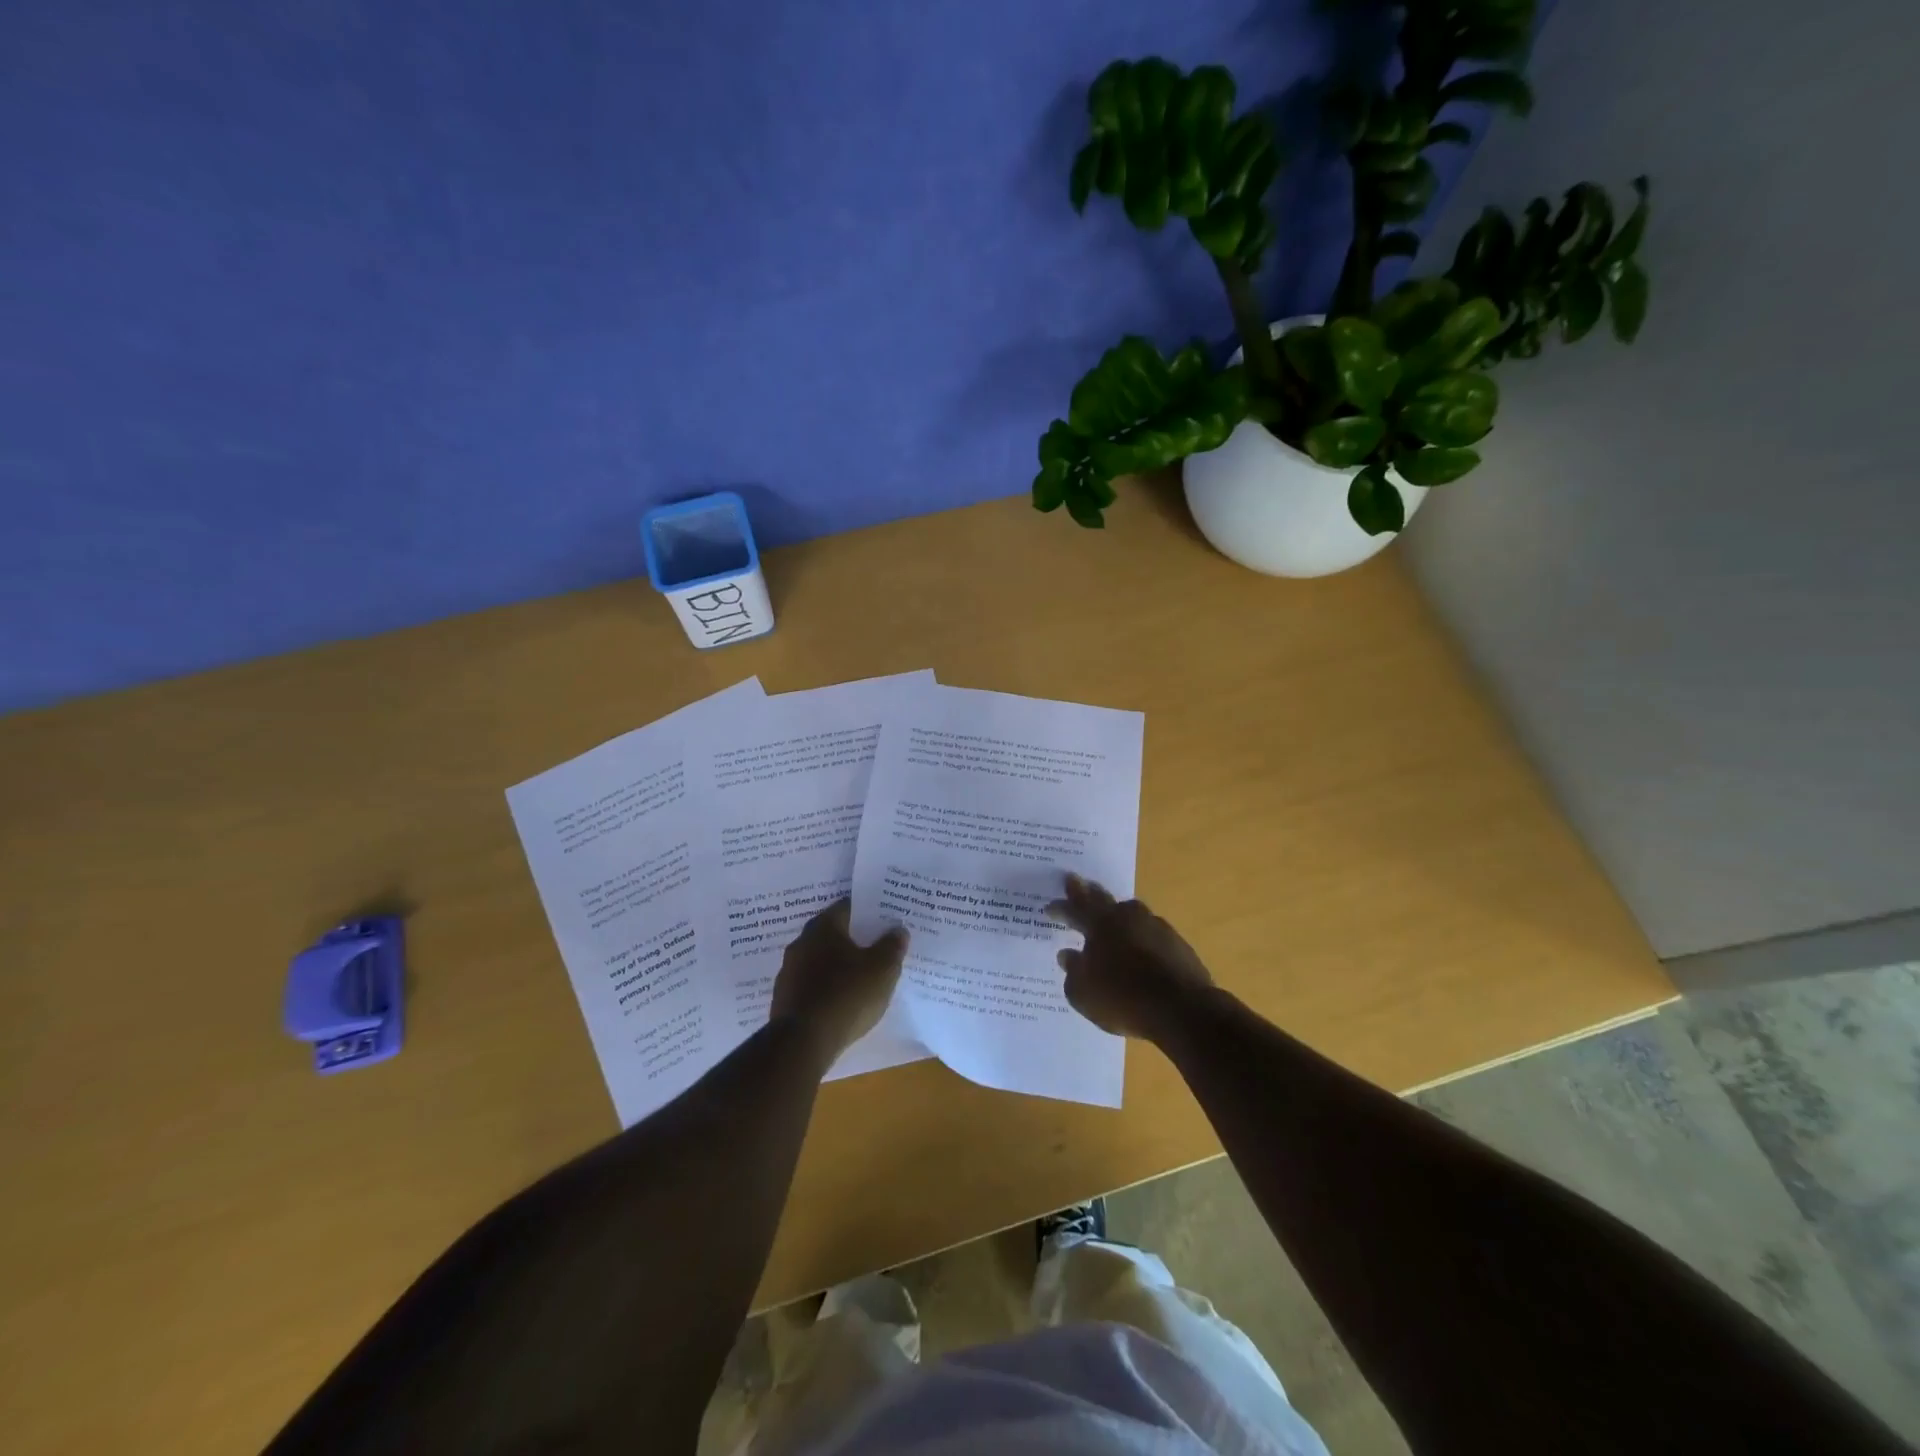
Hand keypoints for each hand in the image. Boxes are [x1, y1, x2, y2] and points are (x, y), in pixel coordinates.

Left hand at [770, 898, 908, 1060]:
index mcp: (824, 927)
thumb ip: (892, 947)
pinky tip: (840, 1001)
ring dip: (837, 966)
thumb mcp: (882, 970)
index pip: (847, 908)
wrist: (802, 1043)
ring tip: (860, 977)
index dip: (867, 912)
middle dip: (852, 939)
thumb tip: (898, 930)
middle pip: (832, 934)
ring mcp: (788, 972)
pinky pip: (811, 985)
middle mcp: (801, 943)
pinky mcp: (784, 999)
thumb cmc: (846, 996)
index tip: (883, 920)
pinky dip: (825, 988)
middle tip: (875, 947)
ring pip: (819, 960)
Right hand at [1048, 874, 1214, 1040]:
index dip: (1060, 908)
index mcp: (1100, 925)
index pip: (1074, 910)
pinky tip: (1140, 945)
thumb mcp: (1083, 994)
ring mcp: (1156, 927)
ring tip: (1112, 914)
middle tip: (1076, 882)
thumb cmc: (1123, 999)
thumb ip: (1073, 971)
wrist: (1182, 1009)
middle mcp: (1127, 918)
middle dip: (1087, 892)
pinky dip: (1141, 935)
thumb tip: (1067, 955)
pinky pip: (1151, 932)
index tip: (1049, 906)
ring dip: (1118, 913)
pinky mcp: (1177, 943)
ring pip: (1131, 912)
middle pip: (1103, 899)